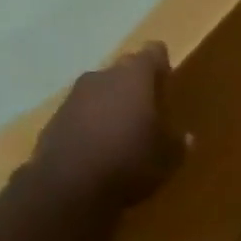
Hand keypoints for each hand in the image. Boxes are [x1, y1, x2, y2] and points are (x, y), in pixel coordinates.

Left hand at [24, 43, 188, 206]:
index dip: (161, 62)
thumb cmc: (130, 162)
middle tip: (150, 105)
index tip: (168, 76)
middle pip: (123, 70)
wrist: (68, 188)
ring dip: (112, 103)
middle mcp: (102, 78)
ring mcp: (73, 97)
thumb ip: (178, 142)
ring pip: (99, 91)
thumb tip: (186, 137)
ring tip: (125, 127)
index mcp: (134, 78)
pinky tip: (101, 145)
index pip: (152, 53)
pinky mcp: (54, 119)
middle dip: (136, 84)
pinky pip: (81, 112)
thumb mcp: (168, 157)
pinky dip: (92, 122)